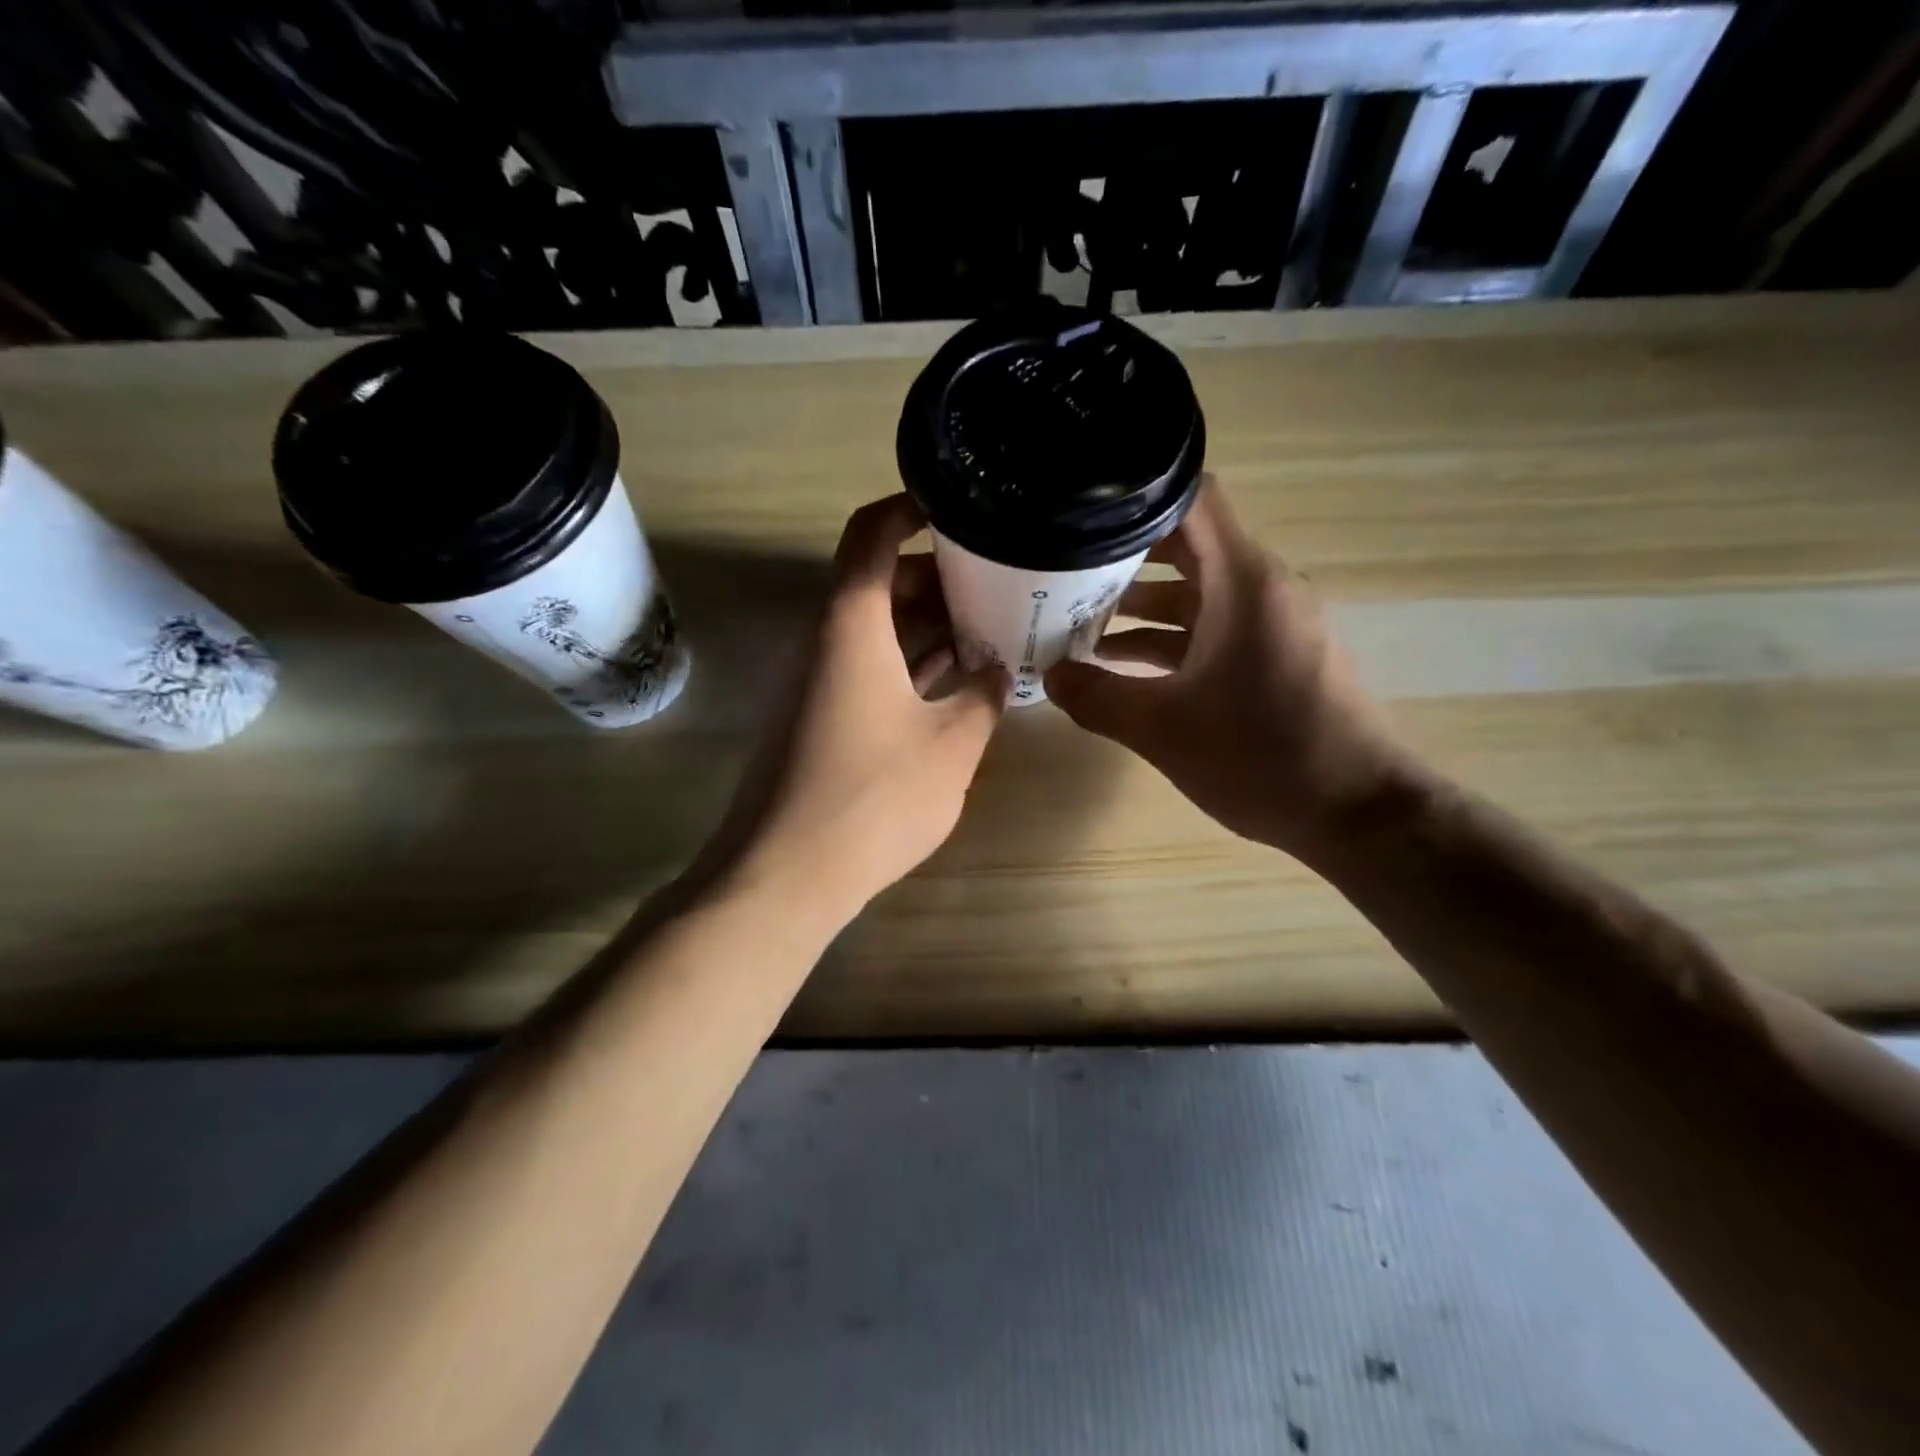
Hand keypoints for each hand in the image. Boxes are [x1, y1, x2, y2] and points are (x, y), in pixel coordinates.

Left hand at [705, 495, 1006, 922]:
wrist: (785, 875)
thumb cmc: (873, 799)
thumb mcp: (951, 745)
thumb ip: (982, 695)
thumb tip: (995, 667)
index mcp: (850, 626)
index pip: (870, 534)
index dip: (910, 509)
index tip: (959, 509)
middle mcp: (825, 641)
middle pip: (877, 581)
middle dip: (937, 576)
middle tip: (996, 582)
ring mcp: (817, 682)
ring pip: (875, 629)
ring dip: (927, 624)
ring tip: (988, 627)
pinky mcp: (818, 718)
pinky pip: (867, 669)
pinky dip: (908, 664)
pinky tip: (954, 680)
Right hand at [1044, 476, 1420, 858]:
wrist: (1355, 813)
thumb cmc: (1260, 756)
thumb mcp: (1161, 729)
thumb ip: (1097, 697)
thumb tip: (1051, 678)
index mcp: (1243, 582)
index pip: (1192, 499)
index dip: (1135, 497)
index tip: (1082, 513)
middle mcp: (1263, 588)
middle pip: (1186, 546)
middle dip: (1123, 558)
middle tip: (1063, 573)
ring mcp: (1273, 623)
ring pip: (1197, 593)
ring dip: (1141, 606)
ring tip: (1077, 624)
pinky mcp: (1276, 656)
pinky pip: (1214, 628)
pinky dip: (1170, 639)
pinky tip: (1122, 666)